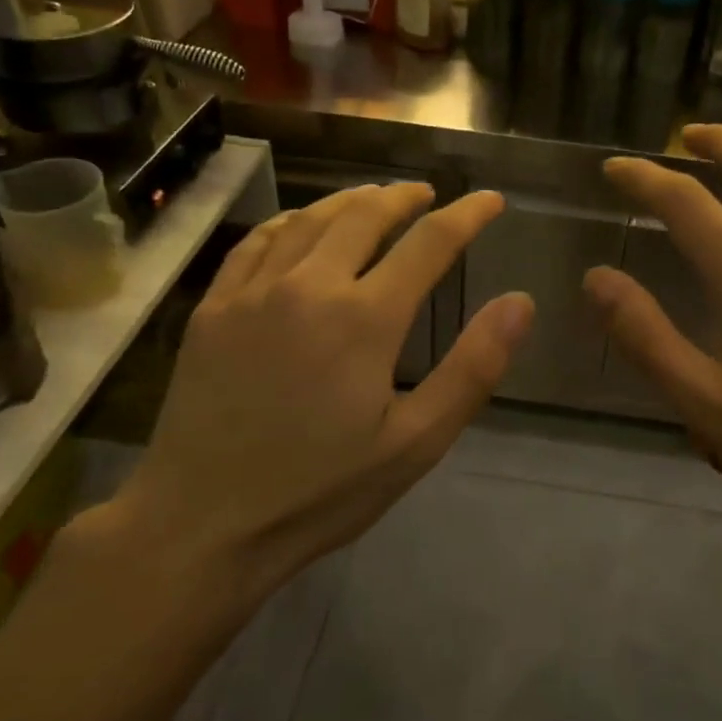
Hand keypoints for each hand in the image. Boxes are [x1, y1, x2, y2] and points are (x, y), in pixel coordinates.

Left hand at [121, 184, 533, 590]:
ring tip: (375, 197)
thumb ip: (472, 368)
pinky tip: (301, 225)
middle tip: (429, 195)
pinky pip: (258, 241)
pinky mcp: (213, 308)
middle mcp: (309, 286)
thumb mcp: (414, 444)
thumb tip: (520, 302)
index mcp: (365, 318)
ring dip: (351, 200)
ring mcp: (253, 292)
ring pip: (311, 219)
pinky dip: (292, 221)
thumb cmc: (319, 492)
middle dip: (405, 197)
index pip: (430, 243)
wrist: (201, 525)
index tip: (490, 199)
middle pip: (365, 214)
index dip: (467, 215)